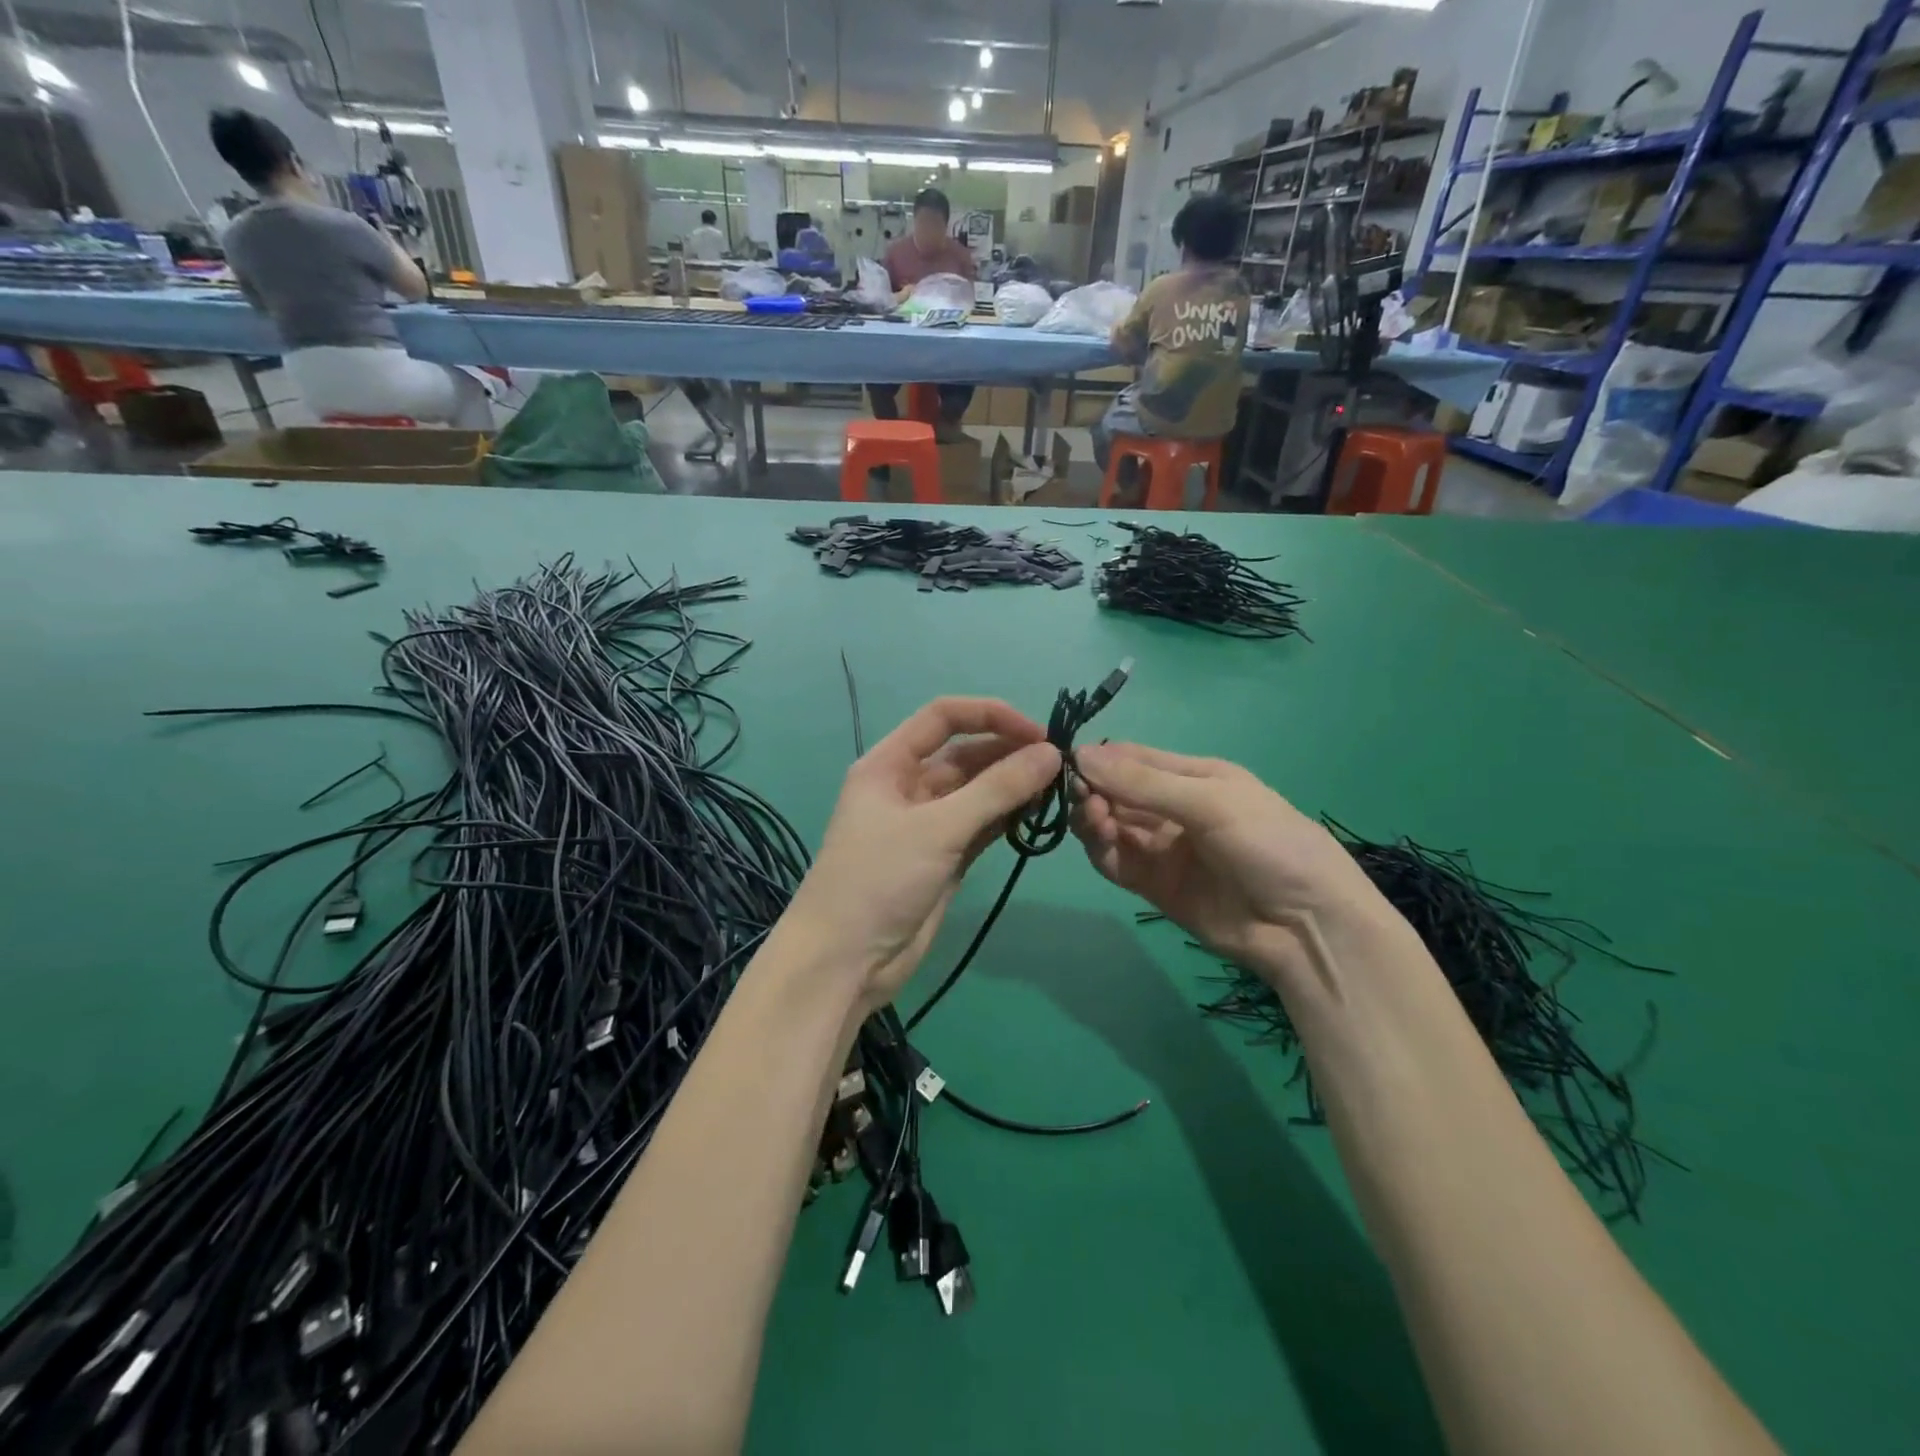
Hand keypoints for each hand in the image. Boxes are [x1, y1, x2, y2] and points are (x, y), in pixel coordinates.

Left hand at [790, 698, 1061, 1010]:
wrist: (845, 962)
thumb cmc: (878, 880)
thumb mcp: (937, 828)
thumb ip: (996, 790)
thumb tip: (1050, 753)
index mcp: (890, 764)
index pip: (944, 717)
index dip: (990, 716)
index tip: (1038, 734)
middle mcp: (908, 786)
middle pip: (965, 754)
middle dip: (1009, 753)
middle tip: (1060, 765)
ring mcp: (927, 824)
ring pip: (977, 791)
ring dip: (1013, 786)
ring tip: (1057, 788)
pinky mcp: (943, 857)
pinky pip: (981, 825)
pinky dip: (1007, 818)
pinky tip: (1038, 814)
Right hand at [1072, 743, 1397, 987]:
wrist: (1307, 927)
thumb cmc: (1270, 844)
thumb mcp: (1210, 801)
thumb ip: (1143, 782)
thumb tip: (1080, 755)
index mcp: (1193, 777)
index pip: (1133, 759)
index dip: (1100, 759)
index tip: (1069, 762)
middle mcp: (1172, 809)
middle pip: (1116, 792)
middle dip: (1094, 790)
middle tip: (1086, 800)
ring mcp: (1162, 849)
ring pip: (1110, 826)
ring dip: (1093, 820)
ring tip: (1096, 822)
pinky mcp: (1153, 886)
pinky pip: (1116, 862)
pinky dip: (1101, 851)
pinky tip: (1103, 844)